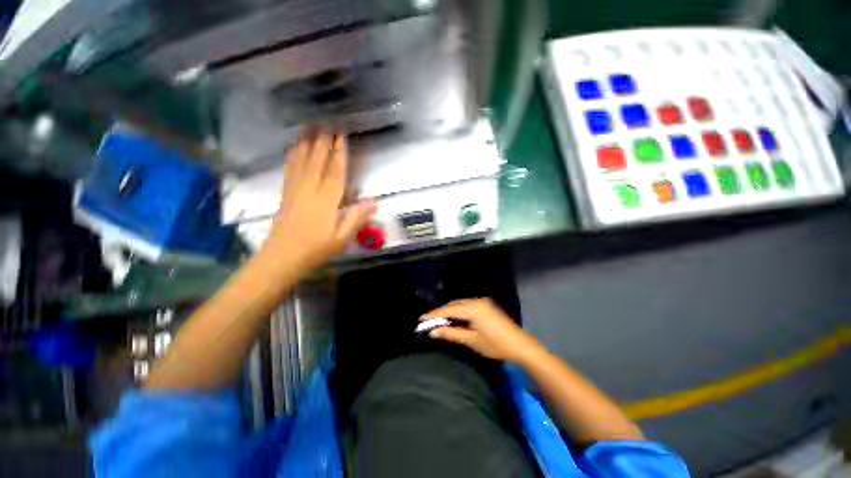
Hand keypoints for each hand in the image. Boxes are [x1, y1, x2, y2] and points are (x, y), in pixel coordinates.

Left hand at [262, 131, 374, 273]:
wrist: (281, 259)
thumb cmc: (315, 251)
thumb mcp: (341, 239)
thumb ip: (356, 219)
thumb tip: (373, 201)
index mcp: (326, 202)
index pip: (335, 173)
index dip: (339, 154)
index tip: (342, 136)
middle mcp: (309, 192)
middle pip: (317, 163)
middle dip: (323, 143)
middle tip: (327, 124)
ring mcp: (295, 192)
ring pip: (302, 163)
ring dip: (307, 144)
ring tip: (310, 128)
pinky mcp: (286, 195)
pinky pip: (290, 171)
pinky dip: (293, 157)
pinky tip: (294, 148)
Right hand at [420, 298, 544, 362]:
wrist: (520, 345)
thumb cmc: (495, 345)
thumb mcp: (471, 340)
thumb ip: (451, 333)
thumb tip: (433, 332)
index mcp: (473, 308)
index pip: (448, 309)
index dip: (434, 314)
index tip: (421, 319)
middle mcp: (476, 300)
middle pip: (453, 304)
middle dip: (440, 312)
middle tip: (428, 320)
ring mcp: (482, 302)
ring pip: (460, 304)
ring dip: (449, 311)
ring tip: (437, 320)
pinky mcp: (486, 305)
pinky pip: (467, 305)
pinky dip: (458, 311)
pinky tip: (453, 318)